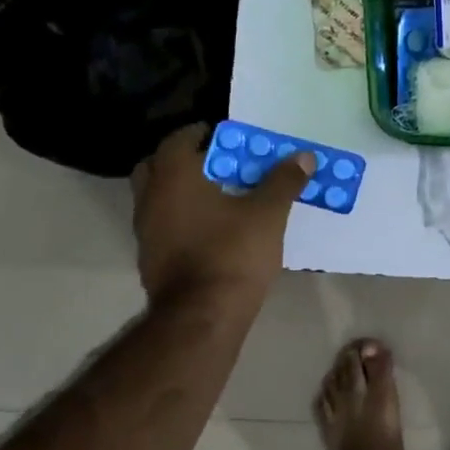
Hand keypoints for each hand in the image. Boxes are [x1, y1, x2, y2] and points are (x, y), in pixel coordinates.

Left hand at [130, 124, 314, 309]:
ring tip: (219, 195)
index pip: (177, 140)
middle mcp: (151, 199)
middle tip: (216, 163)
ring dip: (180, 190)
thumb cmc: (233, 253)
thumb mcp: (268, 213)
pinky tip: (211, 228)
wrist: (202, 316)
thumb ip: (284, 181)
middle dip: (183, 160)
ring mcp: (146, 232)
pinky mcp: (151, 258)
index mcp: (174, 178)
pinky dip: (181, 217)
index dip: (200, 133)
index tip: (224, 135)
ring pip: (157, 197)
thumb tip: (303, 156)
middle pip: (156, 166)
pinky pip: (163, 224)